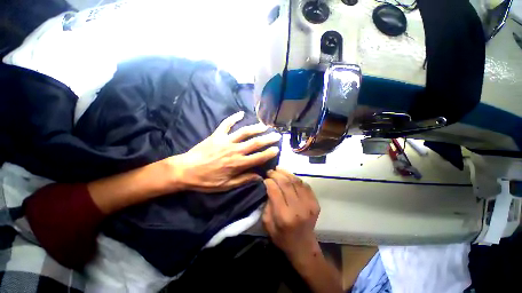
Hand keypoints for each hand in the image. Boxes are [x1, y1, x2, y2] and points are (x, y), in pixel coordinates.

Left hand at [169, 111, 280, 192]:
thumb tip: (259, 177)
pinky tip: (240, 113)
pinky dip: (233, 117)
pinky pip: (226, 124)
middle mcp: (234, 150)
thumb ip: (243, 180)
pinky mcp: (217, 135)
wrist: (185, 170)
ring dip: (255, 128)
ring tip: (264, 125)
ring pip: (244, 132)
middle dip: (267, 139)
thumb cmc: (206, 180)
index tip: (277, 149)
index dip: (269, 153)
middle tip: (276, 135)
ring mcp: (225, 141)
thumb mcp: (226, 185)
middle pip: (254, 143)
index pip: (258, 157)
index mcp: (237, 164)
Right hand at [262, 168, 320, 262]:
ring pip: (296, 181)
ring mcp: (309, 204)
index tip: (264, 178)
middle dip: (276, 174)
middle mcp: (298, 208)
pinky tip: (289, 176)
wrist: (303, 246)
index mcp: (285, 216)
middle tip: (270, 171)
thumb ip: (267, 205)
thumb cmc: (282, 237)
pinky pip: (305, 185)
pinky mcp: (315, 202)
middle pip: (286, 183)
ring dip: (286, 173)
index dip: (269, 181)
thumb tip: (268, 188)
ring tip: (278, 169)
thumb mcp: (268, 225)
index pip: (275, 191)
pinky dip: (296, 178)